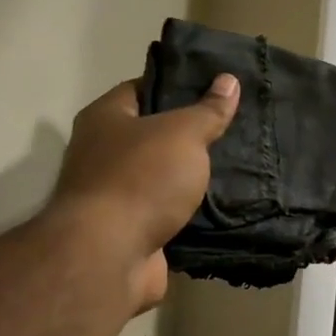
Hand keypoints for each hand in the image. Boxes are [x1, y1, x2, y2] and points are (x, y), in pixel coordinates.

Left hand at [47, 74, 238, 311]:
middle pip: (151, 134)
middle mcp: (100, 153)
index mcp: (104, 118)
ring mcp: (112, 195)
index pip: (140, 88)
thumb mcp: (183, 133)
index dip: (176, 85)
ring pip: (160, 175)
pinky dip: (188, 209)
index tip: (213, 88)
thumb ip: (208, 109)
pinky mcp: (129, 230)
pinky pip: (165, 210)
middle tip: (231, 126)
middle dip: (188, 133)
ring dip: (189, 174)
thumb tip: (229, 80)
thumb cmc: (141, 178)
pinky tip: (221, 203)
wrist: (110, 255)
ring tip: (235, 163)